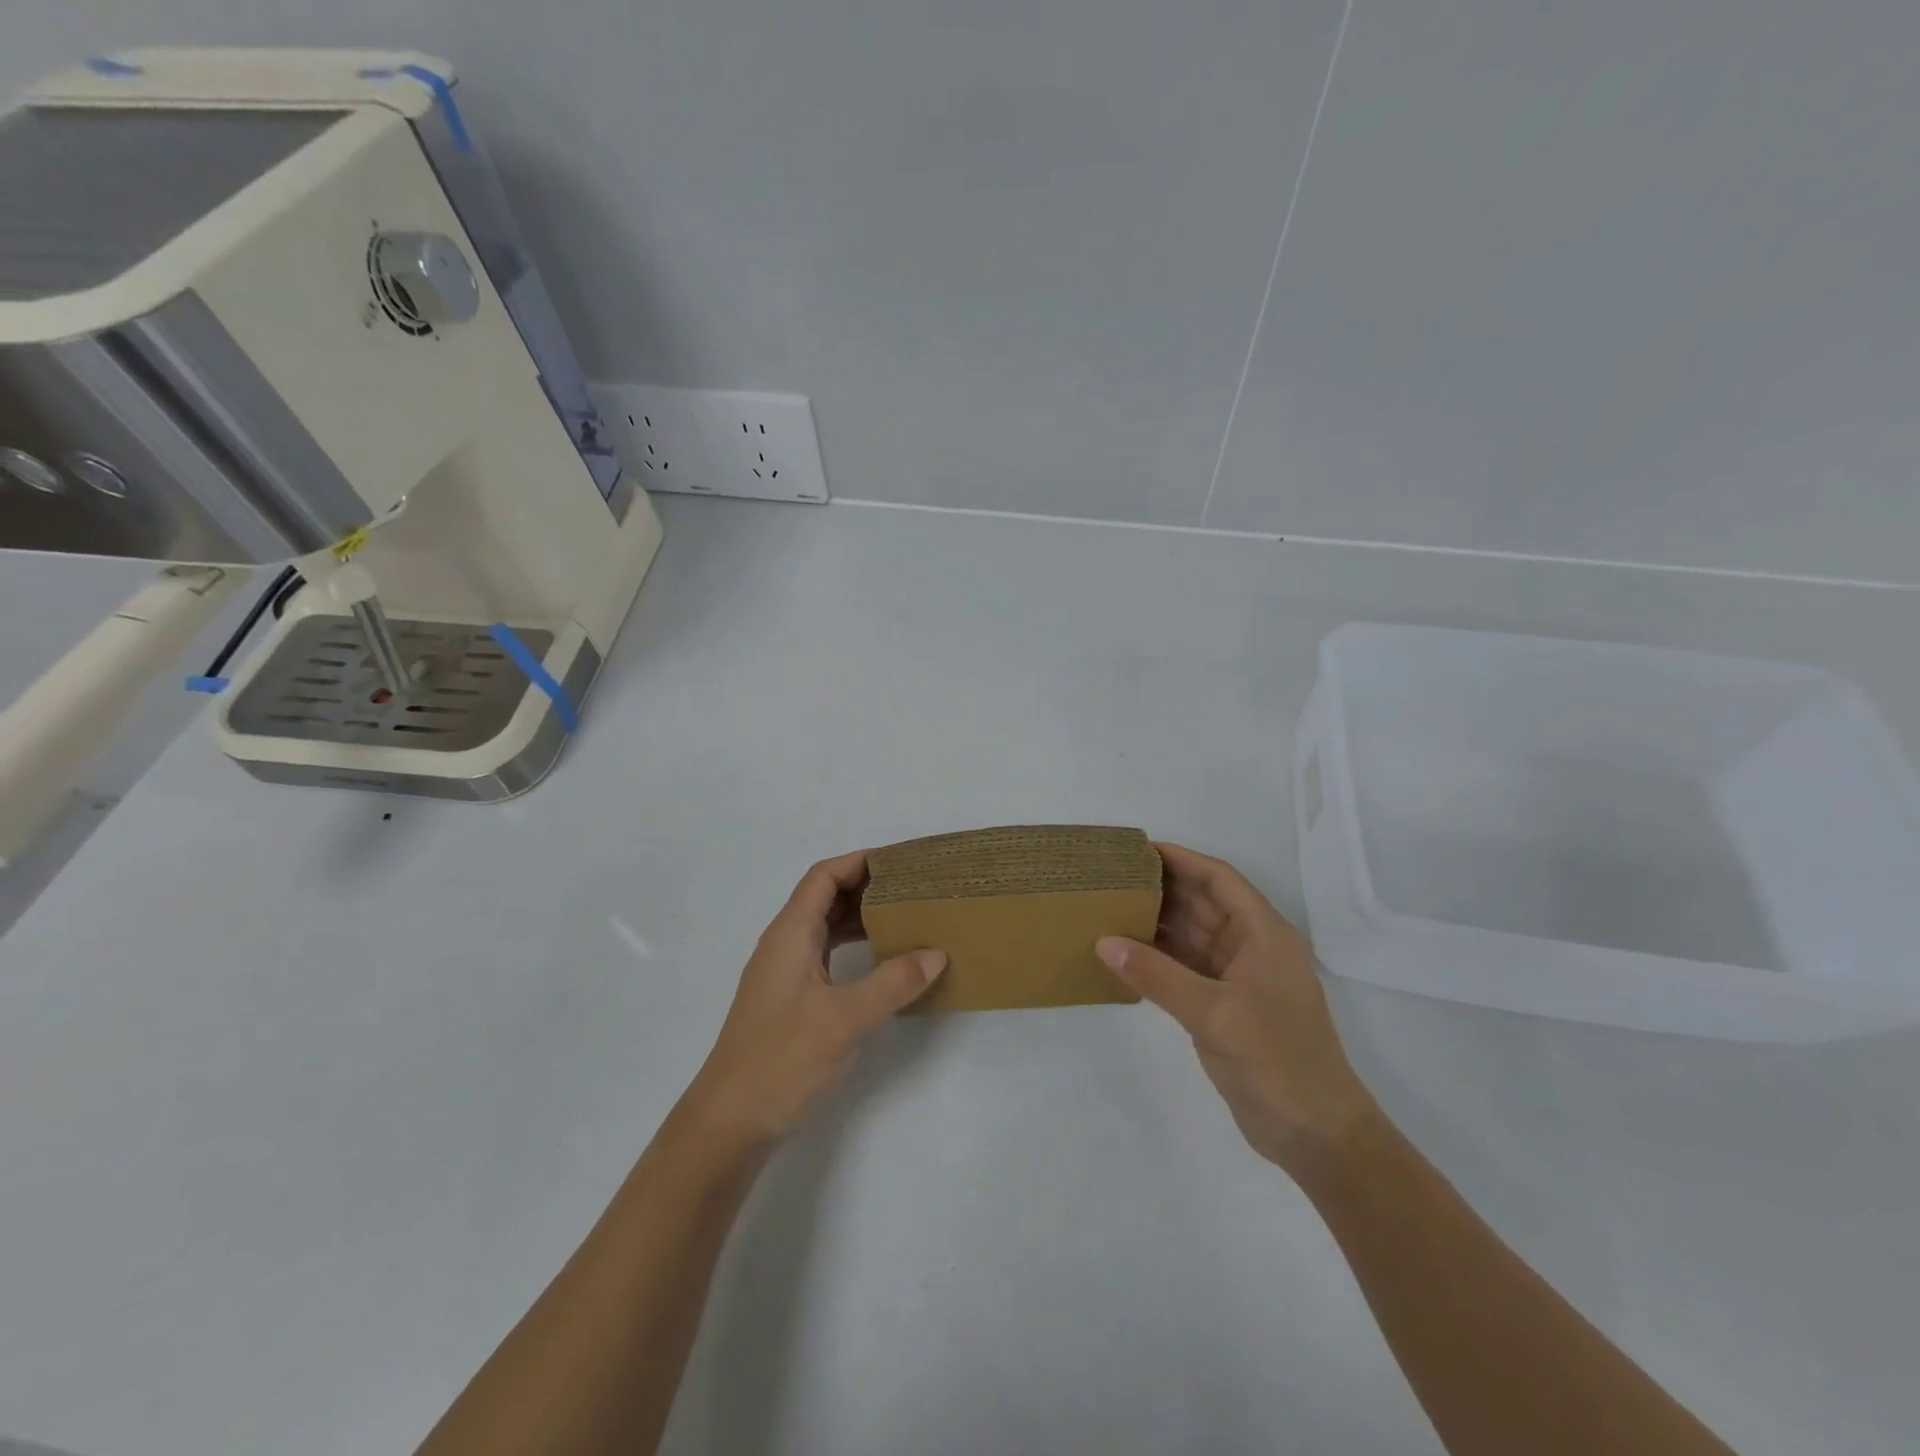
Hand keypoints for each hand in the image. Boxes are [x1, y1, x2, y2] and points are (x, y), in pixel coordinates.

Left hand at [684, 851, 945, 1148]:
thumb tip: (935, 953)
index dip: (860, 862)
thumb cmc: (782, 1060)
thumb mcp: (845, 1019)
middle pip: (824, 897)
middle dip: (866, 886)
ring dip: (861, 917)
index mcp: (790, 935)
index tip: (901, 862)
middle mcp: (784, 945)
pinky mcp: (790, 1000)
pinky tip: (880, 962)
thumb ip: (893, 982)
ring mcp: (784, 974)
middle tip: (913, 889)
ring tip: (905, 918)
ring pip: (825, 927)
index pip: (824, 876)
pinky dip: (853, 947)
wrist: (729, 1122)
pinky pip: (825, 955)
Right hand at [1097, 843, 1377, 1182]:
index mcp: (1264, 934)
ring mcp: (1237, 978)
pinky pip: (1184, 968)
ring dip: (1156, 922)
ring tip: (1108, 906)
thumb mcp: (1215, 1014)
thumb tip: (1104, 941)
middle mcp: (1251, 947)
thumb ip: (1158, 976)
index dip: (1182, 859)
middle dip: (1161, 887)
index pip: (1219, 879)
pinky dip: (1156, 958)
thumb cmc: (1278, 1062)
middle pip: (1203, 903)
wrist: (1317, 1136)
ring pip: (1191, 936)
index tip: (1137, 848)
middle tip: (1111, 875)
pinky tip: (1123, 953)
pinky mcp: (1223, 1005)